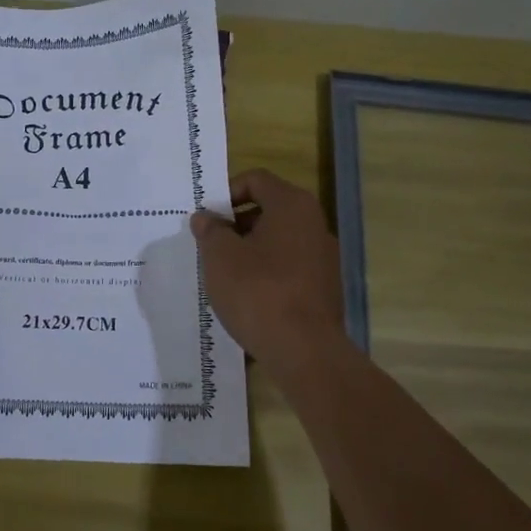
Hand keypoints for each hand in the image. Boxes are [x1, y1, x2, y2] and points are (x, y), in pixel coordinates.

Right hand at [190, 168, 344, 366]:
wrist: (304, 350)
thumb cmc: (258, 291)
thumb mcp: (220, 257)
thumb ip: (210, 231)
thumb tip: (206, 218)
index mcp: (292, 205)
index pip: (256, 180)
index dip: (227, 192)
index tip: (207, 218)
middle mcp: (314, 223)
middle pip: (269, 209)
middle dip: (236, 223)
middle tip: (210, 245)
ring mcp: (324, 257)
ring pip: (279, 240)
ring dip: (250, 250)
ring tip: (224, 273)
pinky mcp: (324, 287)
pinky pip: (289, 267)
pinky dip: (267, 273)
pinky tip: (248, 296)